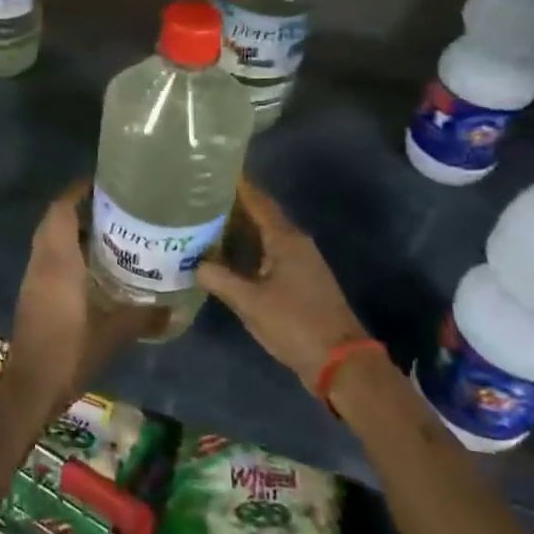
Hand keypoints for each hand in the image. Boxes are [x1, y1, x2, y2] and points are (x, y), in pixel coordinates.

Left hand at [2, 181, 165, 414]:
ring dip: (72, 230)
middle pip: (54, 221)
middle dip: (78, 208)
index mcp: (58, 261)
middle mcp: (42, 262)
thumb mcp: (114, 333)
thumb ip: (144, 316)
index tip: (102, 182)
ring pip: (49, 240)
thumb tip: (173, 309)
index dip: (77, 192)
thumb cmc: (70, 352)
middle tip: (113, 207)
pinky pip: (48, 259)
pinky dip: (67, 251)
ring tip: (109, 232)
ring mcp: (33, 278)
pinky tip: (94, 266)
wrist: (31, 386)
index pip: (61, 211)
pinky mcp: (32, 294)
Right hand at [197, 179, 367, 384]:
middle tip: (200, 197)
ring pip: (265, 235)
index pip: (258, 202)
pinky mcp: (300, 281)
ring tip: (206, 222)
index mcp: (286, 240)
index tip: (213, 171)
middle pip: (261, 215)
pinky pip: (268, 253)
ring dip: (240, 228)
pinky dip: (248, 248)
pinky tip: (227, 256)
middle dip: (233, 205)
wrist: (340, 362)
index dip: (238, 185)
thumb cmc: (295, 324)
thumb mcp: (250, 302)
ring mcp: (300, 263)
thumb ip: (220, 279)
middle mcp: (295, 244)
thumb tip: (194, 265)